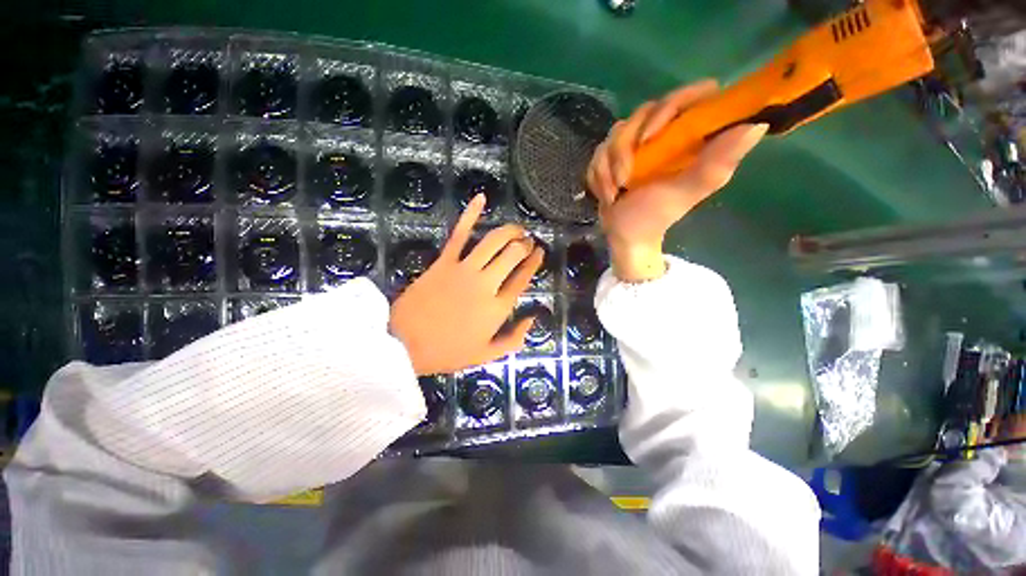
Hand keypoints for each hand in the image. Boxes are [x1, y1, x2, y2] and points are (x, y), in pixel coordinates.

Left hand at [389, 194, 544, 374]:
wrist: (403, 344)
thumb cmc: (446, 352)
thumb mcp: (485, 355)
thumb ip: (514, 339)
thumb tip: (532, 319)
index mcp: (497, 308)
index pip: (523, 279)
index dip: (533, 263)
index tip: (539, 252)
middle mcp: (486, 284)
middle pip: (513, 256)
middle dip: (525, 245)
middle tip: (528, 240)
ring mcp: (465, 269)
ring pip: (494, 241)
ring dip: (509, 231)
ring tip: (517, 228)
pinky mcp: (445, 261)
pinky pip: (460, 234)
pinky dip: (471, 214)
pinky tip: (480, 198)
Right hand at [586, 80, 767, 280]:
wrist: (625, 235)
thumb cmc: (656, 216)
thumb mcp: (685, 193)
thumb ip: (716, 164)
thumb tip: (758, 125)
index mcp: (690, 137)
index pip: (693, 95)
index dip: (672, 106)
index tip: (652, 136)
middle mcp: (666, 133)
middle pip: (643, 111)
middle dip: (625, 148)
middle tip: (626, 178)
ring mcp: (636, 143)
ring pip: (616, 132)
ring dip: (608, 167)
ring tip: (615, 192)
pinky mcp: (614, 155)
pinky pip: (599, 151)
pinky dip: (598, 174)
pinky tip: (607, 192)